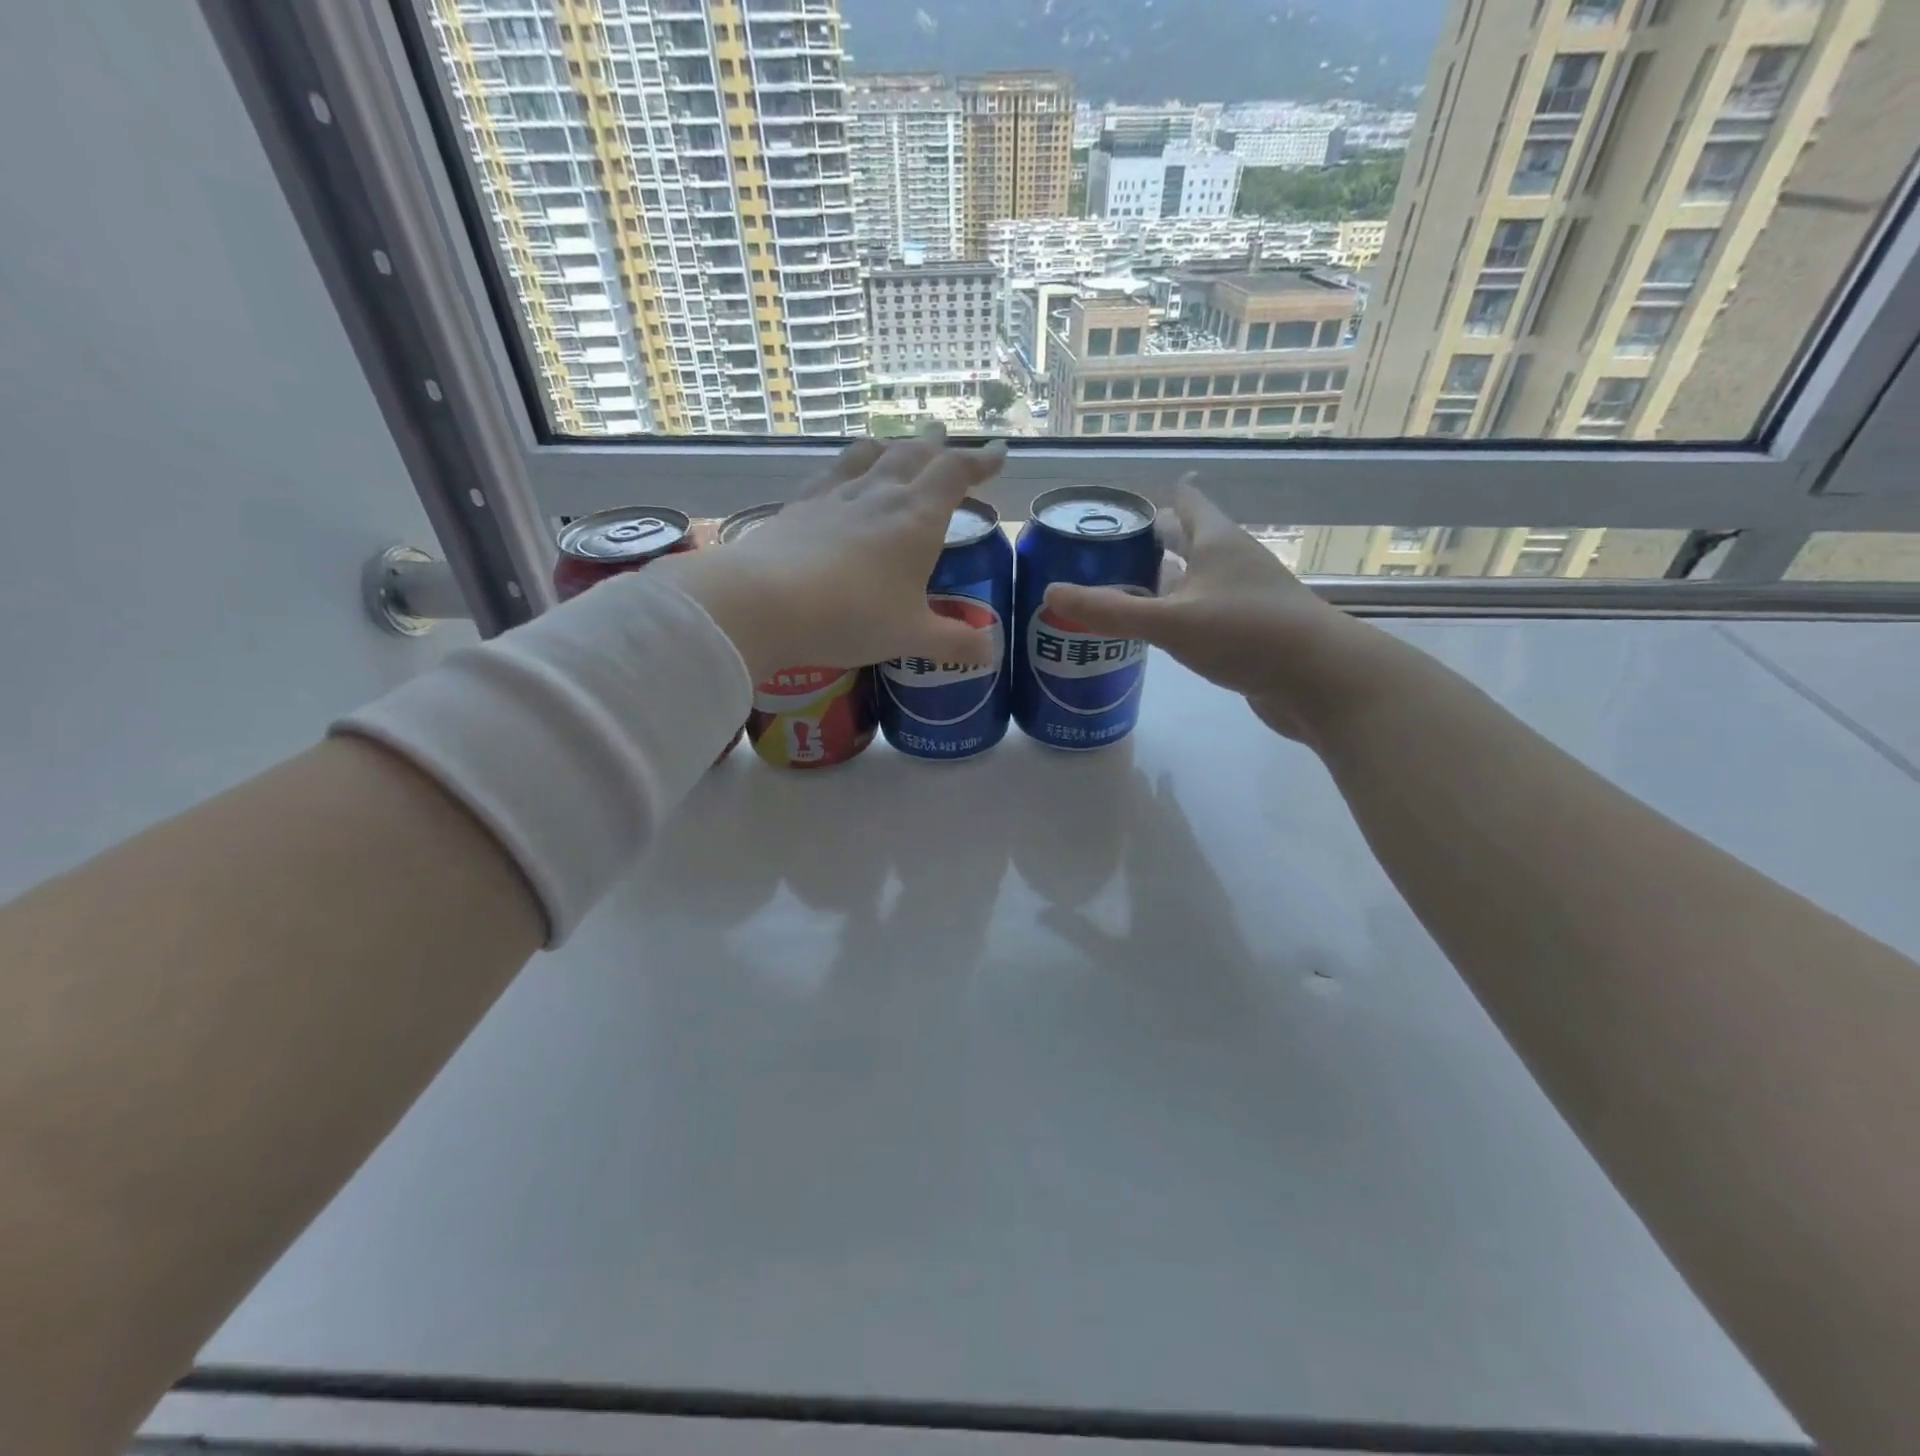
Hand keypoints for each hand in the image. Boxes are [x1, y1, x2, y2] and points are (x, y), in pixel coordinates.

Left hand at [652, 425, 1006, 680]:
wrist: (766, 602)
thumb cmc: (852, 617)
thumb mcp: (911, 637)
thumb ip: (954, 643)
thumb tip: (990, 654)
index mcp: (918, 518)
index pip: (956, 472)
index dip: (981, 459)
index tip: (999, 452)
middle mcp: (881, 494)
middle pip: (914, 454)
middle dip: (937, 447)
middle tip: (947, 442)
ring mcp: (837, 495)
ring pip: (872, 455)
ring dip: (893, 447)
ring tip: (899, 447)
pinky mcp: (801, 505)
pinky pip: (832, 472)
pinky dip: (849, 464)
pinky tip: (842, 474)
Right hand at [1043, 477, 1389, 744]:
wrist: (1320, 681)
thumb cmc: (1247, 634)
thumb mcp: (1171, 620)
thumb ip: (1110, 610)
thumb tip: (1049, 594)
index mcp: (1218, 542)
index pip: (1188, 502)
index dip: (1163, 494)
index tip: (1130, 497)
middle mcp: (1233, 563)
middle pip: (1190, 540)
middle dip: (1155, 539)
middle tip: (1110, 545)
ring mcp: (1245, 600)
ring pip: (1196, 580)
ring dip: (1164, 581)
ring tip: (1121, 586)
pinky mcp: (1249, 634)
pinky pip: (1203, 614)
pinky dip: (1177, 615)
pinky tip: (1156, 632)